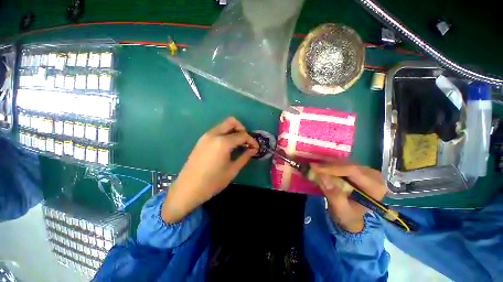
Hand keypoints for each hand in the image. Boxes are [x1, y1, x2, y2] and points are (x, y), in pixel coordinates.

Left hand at [162, 117, 258, 222]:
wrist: (188, 188)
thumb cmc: (213, 182)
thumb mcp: (232, 170)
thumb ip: (244, 156)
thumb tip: (253, 149)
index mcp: (223, 142)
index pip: (242, 135)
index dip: (251, 140)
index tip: (256, 147)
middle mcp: (214, 134)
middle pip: (231, 122)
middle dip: (242, 128)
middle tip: (246, 141)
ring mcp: (206, 136)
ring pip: (223, 125)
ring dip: (233, 130)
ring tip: (238, 143)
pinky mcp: (201, 140)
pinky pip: (217, 131)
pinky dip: (225, 134)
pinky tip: (227, 146)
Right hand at [311, 161, 386, 232]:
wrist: (353, 217)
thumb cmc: (349, 216)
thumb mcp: (340, 210)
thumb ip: (333, 195)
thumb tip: (322, 176)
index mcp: (375, 187)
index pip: (352, 171)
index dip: (331, 168)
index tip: (314, 167)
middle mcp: (374, 176)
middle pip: (347, 165)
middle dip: (328, 166)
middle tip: (311, 168)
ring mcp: (366, 170)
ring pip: (343, 162)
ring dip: (327, 165)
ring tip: (314, 168)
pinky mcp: (358, 169)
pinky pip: (342, 163)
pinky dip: (330, 165)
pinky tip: (321, 168)